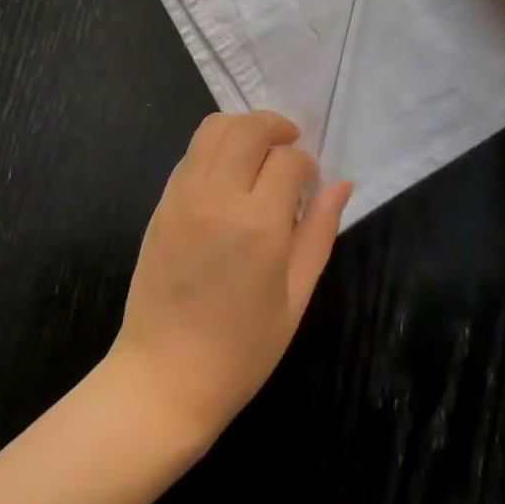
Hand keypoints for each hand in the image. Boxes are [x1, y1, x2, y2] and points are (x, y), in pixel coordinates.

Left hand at [105, 112, 352, 445]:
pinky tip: (228, 174)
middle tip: (289, 146)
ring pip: (214, 128)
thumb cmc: (241, 349)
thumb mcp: (295, 297)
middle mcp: (218, 196)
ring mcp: (184, 195)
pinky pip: (192, 152)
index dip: (305, 164)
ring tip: (259, 152)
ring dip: (242, 128)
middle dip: (275, 126)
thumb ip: (319, 233)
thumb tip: (341, 184)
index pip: (288, 159)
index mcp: (259, 224)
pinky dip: (215, 147)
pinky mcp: (162, 201)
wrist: (164, 377)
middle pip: (248, 128)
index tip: (308, 183)